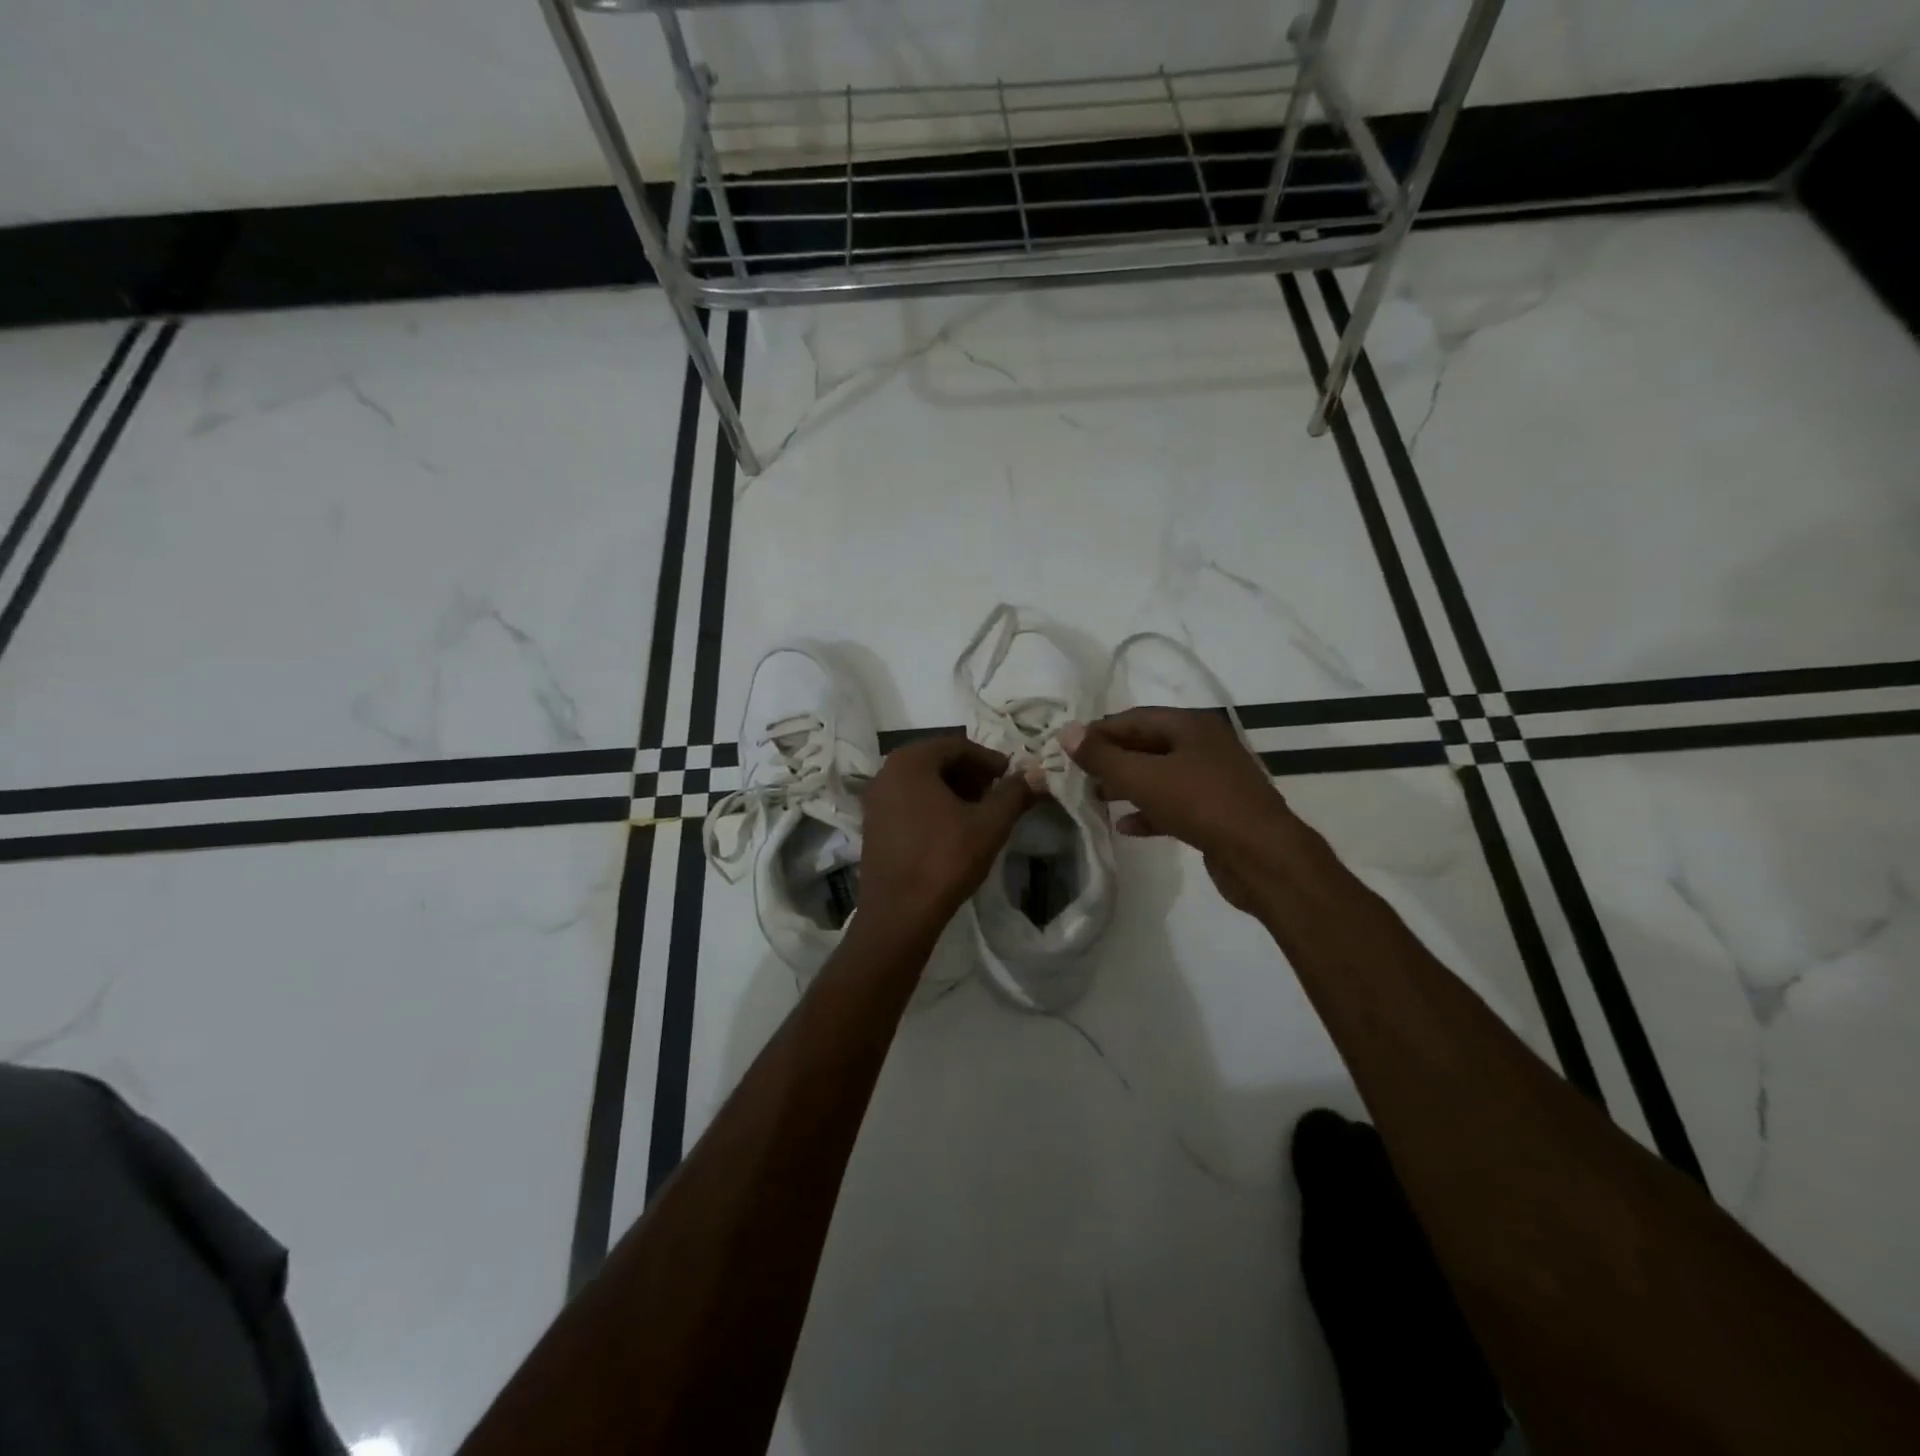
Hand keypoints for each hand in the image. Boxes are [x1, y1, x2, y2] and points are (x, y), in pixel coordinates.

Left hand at [859, 736, 1038, 934]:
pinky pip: (907, 802)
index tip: (1011, 777)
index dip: (989, 759)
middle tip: (996, 793)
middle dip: (970, 774)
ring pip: (921, 782)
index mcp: (910, 761)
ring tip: (979, 812)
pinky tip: (953, 829)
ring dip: (953, 790)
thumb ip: (1015, 793)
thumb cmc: (945, 859)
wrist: (899, 912)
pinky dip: (932, 806)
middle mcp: (886, 772)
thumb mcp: (990, 824)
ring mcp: (875, 800)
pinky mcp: (872, 825)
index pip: (957, 745)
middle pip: (937, 761)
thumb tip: (1037, 775)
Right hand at [1063, 707, 1296, 914]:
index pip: (1134, 718)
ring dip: (1127, 785)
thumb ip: (1103, 756)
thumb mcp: (1144, 777)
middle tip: (1079, 775)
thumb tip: (1066, 732)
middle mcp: (1205, 745)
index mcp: (1191, 725)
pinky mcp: (1217, 812)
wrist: (1262, 856)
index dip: (1099, 731)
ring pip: (1160, 775)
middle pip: (1147, 745)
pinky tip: (1126, 826)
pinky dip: (1149, 810)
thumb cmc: (1201, 805)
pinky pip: (1175, 803)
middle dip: (1112, 760)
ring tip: (1096, 798)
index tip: (1069, 748)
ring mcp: (1214, 779)